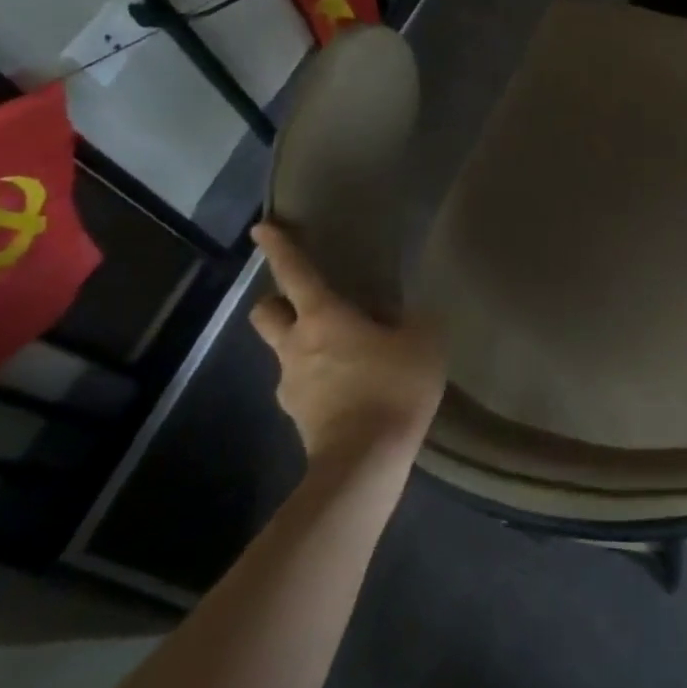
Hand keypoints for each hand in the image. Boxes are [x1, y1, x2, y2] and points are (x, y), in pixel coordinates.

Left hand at [248, 222, 448, 462]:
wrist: (366, 459)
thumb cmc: (393, 385)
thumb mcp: (423, 341)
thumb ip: (412, 319)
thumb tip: (401, 316)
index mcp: (324, 317)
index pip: (296, 273)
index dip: (280, 248)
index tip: (263, 228)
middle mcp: (296, 345)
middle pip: (267, 314)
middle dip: (278, 302)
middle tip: (308, 302)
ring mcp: (291, 384)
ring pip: (286, 351)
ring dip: (306, 344)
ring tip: (348, 352)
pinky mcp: (298, 415)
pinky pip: (304, 383)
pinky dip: (321, 377)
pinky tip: (353, 386)